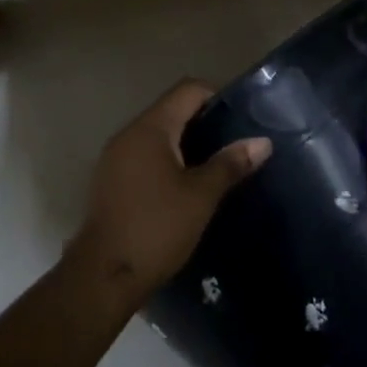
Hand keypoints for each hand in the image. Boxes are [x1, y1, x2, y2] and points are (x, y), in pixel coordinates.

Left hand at [66, 80, 270, 311]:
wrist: (104, 276)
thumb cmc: (157, 228)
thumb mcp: (201, 196)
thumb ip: (230, 164)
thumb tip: (262, 142)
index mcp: (150, 128)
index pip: (187, 90)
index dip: (217, 96)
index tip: (243, 117)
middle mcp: (128, 134)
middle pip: (172, 110)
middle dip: (205, 122)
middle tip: (236, 143)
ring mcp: (115, 158)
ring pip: (158, 135)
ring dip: (186, 144)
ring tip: (217, 165)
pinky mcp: (111, 181)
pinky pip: (145, 156)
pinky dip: (168, 161)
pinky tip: (187, 185)